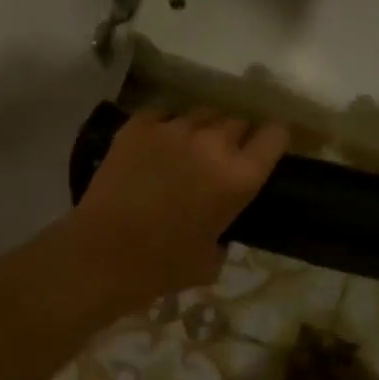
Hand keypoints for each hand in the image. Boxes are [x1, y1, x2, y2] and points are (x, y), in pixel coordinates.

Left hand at [66, 107, 288, 311]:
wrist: (103, 254)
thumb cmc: (163, 266)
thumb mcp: (212, 258)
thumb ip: (225, 233)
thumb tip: (218, 228)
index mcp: (240, 177)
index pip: (275, 136)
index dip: (273, 140)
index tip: (266, 149)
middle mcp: (213, 143)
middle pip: (237, 121)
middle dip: (235, 136)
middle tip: (222, 157)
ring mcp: (174, 129)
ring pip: (201, 113)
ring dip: (202, 129)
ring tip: (188, 148)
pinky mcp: (139, 125)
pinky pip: (163, 113)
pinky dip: (165, 125)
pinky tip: (156, 144)